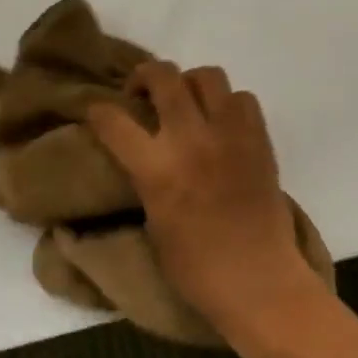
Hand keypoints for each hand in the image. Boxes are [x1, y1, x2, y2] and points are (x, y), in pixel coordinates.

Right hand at [87, 62, 325, 346]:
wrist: (260, 282)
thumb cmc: (197, 270)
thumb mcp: (153, 225)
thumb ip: (146, 181)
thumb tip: (143, 158)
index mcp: (157, 169)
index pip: (114, 121)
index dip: (98, 111)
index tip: (97, 112)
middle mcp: (191, 140)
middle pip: (164, 77)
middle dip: (146, 75)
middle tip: (143, 91)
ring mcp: (229, 134)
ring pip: (207, 76)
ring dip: (190, 83)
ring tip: (187, 103)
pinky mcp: (259, 139)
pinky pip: (243, 98)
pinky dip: (228, 103)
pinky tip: (222, 124)